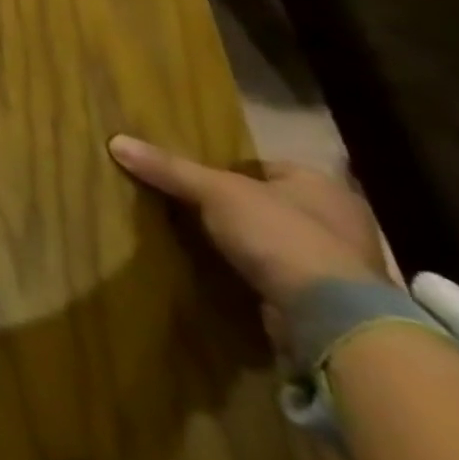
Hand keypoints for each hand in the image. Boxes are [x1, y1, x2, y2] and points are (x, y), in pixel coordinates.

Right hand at [108, 134, 389, 320]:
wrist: (332, 319)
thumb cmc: (280, 235)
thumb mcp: (214, 192)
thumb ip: (169, 168)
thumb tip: (116, 141)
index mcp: (322, 186)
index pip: (264, 167)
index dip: (227, 171)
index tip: (193, 181)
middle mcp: (340, 222)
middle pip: (271, 204)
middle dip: (237, 209)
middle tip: (193, 210)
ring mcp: (342, 266)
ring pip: (278, 242)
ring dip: (249, 245)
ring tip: (205, 243)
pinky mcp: (334, 303)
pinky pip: (284, 277)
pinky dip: (259, 275)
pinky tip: (229, 274)